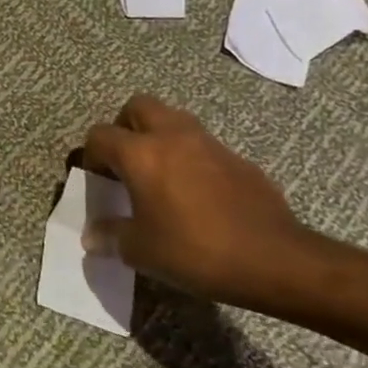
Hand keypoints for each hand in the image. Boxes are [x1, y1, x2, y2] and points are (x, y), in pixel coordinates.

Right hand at [82, 95, 314, 307]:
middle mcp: (173, 137)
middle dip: (125, 127)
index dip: (91, 156)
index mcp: (141, 153)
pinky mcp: (239, 161)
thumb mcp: (142, 251)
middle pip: (138, 107)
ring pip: (174, 120)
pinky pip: (204, 147)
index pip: (100, 135)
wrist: (276, 260)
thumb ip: (111, 236)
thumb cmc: (196, 251)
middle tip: (126, 162)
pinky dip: (192, 159)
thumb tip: (93, 236)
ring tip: (159, 175)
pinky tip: (197, 196)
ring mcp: (210, 145)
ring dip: (160, 138)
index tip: (98, 182)